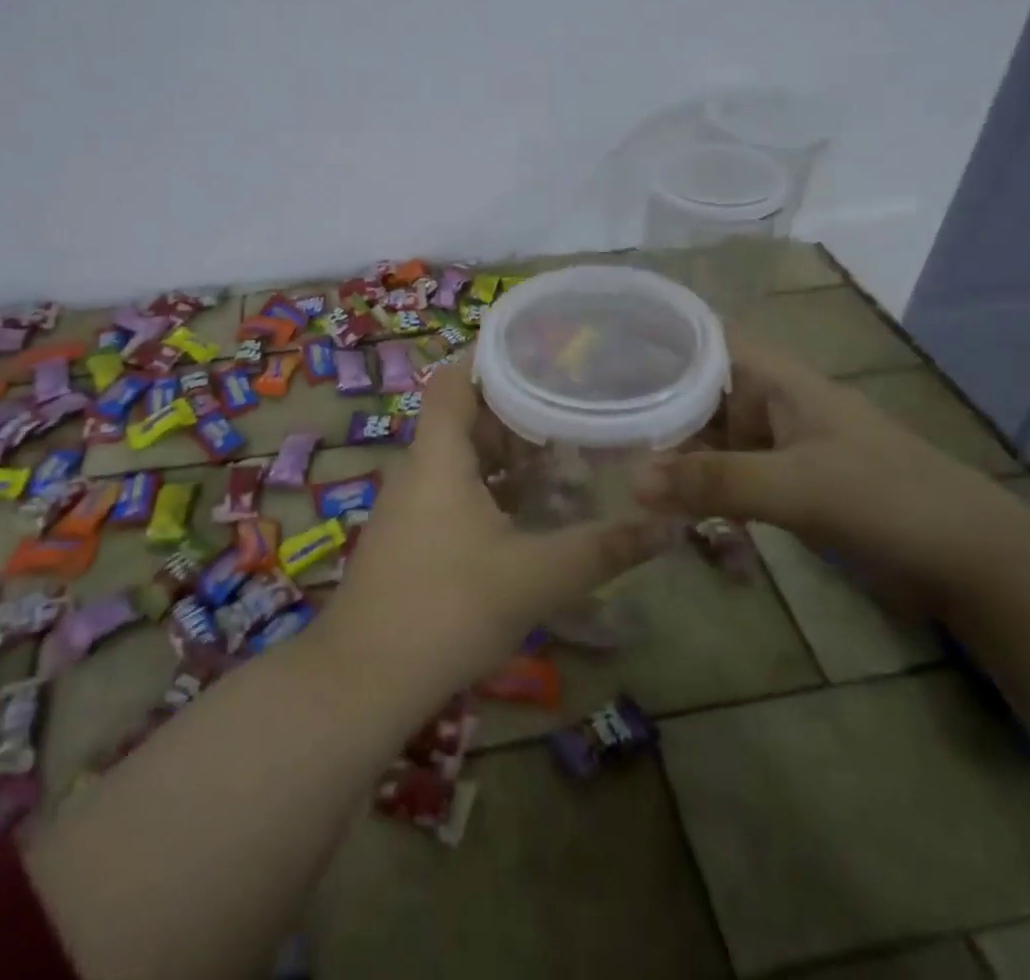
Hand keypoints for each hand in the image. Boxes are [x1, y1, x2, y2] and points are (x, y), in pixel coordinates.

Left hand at [317, 365, 676, 692]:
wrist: (364, 679)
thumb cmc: (448, 608)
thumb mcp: (535, 577)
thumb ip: (601, 550)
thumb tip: (665, 527)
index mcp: (439, 455)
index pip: (455, 380)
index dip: (490, 357)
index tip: (540, 351)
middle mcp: (419, 468)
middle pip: (464, 416)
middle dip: (515, 410)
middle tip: (570, 406)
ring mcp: (410, 504)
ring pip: (460, 457)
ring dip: (505, 454)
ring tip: (562, 453)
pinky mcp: (411, 536)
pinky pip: (453, 490)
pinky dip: (490, 487)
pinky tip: (528, 511)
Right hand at [636, 341, 1018, 611]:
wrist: (973, 566)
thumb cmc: (889, 500)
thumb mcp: (798, 486)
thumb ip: (716, 481)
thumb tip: (631, 479)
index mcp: (780, 381)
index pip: (710, 341)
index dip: (663, 338)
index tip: (607, 350)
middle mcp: (774, 406)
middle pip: (702, 392)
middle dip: (654, 403)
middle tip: (594, 415)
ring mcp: (780, 450)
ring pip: (712, 440)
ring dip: (673, 452)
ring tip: (611, 459)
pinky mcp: (786, 489)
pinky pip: (729, 479)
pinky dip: (699, 488)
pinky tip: (662, 503)